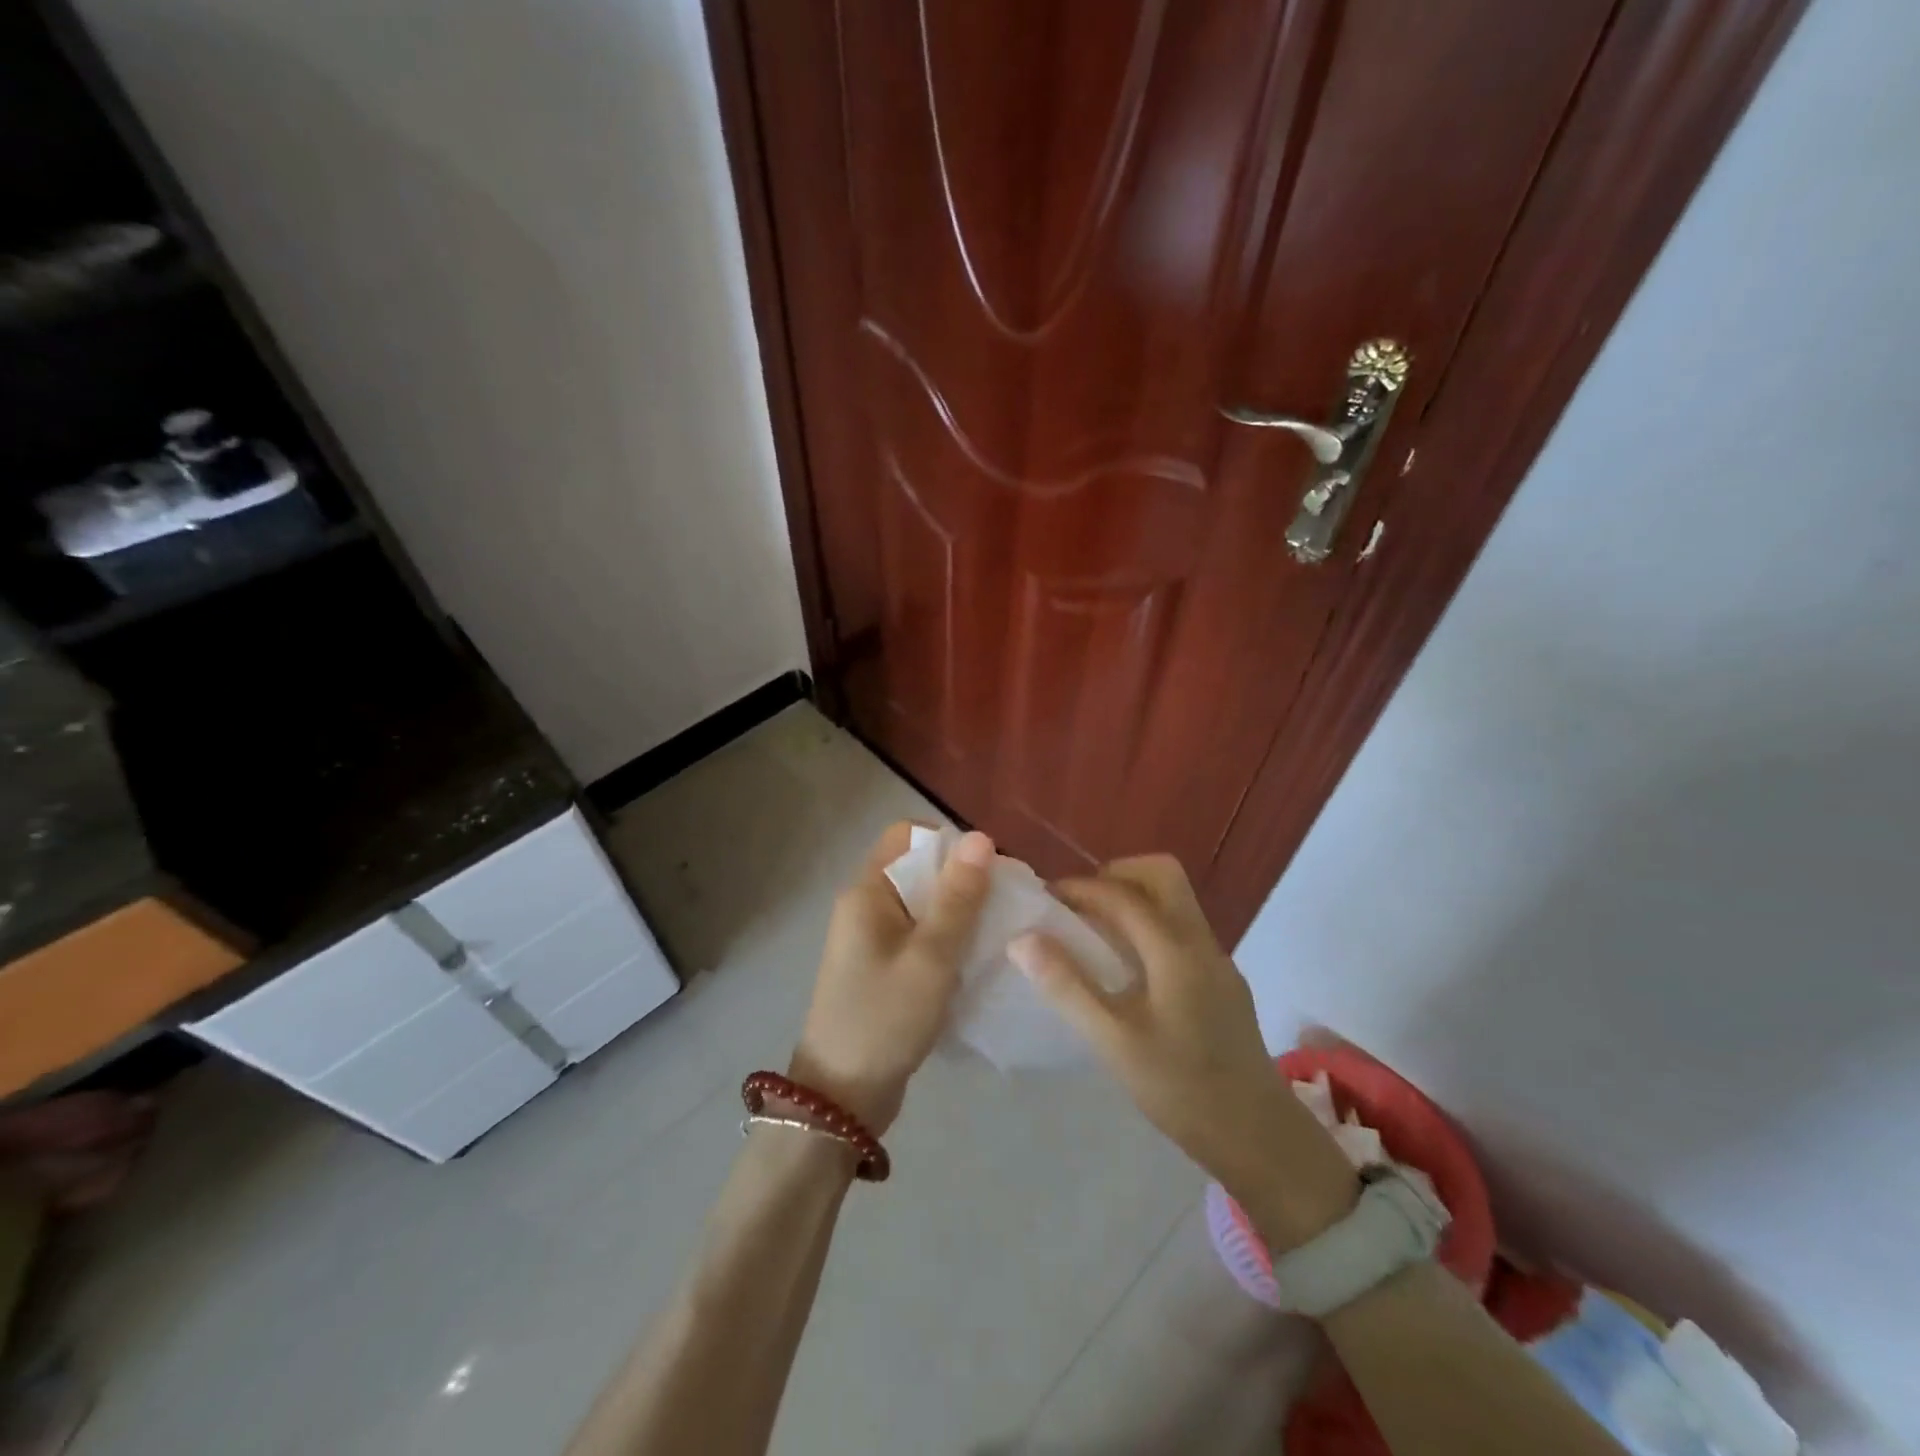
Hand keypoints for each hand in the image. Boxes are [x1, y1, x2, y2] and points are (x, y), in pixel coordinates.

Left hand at [789, 823, 993, 1132]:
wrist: (841, 1098)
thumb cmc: (884, 1018)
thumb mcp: (930, 956)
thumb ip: (958, 898)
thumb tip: (980, 837)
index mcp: (866, 891)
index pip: (906, 834)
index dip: (948, 841)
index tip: (988, 867)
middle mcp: (865, 906)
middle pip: (918, 868)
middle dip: (962, 879)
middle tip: (1005, 902)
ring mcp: (872, 939)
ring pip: (923, 905)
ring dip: (959, 912)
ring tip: (999, 930)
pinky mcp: (883, 968)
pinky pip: (920, 936)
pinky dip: (948, 939)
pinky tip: (977, 958)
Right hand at [1009, 855, 1356, 1246]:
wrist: (1259, 1136)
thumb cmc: (1181, 1088)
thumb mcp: (1112, 1041)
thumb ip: (1067, 986)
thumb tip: (1023, 939)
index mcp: (1174, 949)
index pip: (1122, 894)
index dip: (1080, 888)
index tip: (1045, 898)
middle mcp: (1200, 941)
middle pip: (1162, 874)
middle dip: (1115, 875)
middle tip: (1079, 905)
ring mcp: (1217, 960)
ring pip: (1176, 900)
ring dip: (1134, 897)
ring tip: (1095, 930)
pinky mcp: (1222, 981)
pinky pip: (1182, 928)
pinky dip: (1150, 923)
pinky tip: (1128, 966)